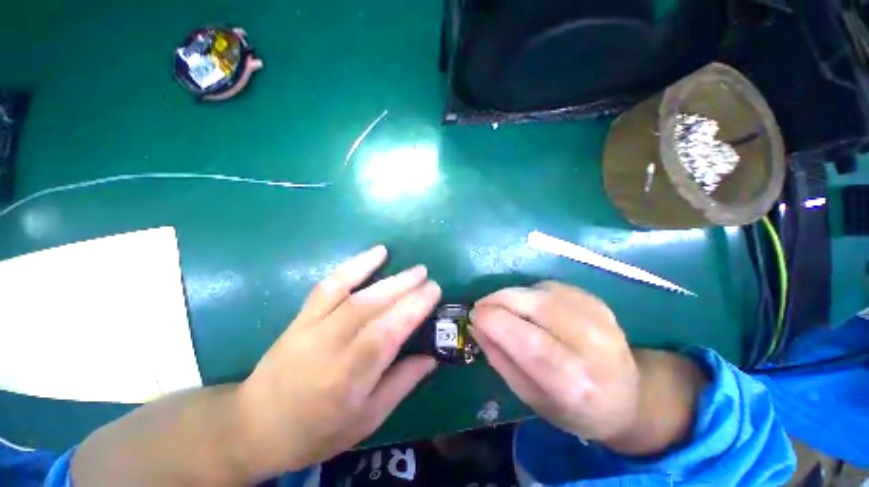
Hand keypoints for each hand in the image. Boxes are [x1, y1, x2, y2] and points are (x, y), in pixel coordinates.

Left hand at [236, 246, 440, 476]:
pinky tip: (375, 253)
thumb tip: (432, 357)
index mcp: (349, 378)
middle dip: (405, 287)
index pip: (387, 333)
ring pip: (354, 293)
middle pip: (372, 307)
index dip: (413, 308)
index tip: (434, 291)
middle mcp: (330, 346)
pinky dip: (354, 265)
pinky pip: (330, 284)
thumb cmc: (318, 430)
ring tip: (411, 268)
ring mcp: (312, 326)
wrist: (256, 424)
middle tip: (427, 276)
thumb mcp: (367, 419)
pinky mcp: (303, 315)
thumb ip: (402, 383)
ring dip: (387, 275)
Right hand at [472, 282, 706, 454]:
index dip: (495, 321)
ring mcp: (601, 318)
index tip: (474, 315)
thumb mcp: (530, 397)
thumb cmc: (573, 408)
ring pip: (540, 291)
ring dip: (512, 295)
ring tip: (501, 307)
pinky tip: (527, 306)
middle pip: (535, 306)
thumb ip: (500, 359)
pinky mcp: (597, 301)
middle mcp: (594, 346)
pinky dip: (529, 292)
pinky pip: (550, 287)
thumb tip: (476, 325)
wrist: (629, 397)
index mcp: (576, 384)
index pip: (530, 343)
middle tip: (481, 306)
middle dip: (498, 299)